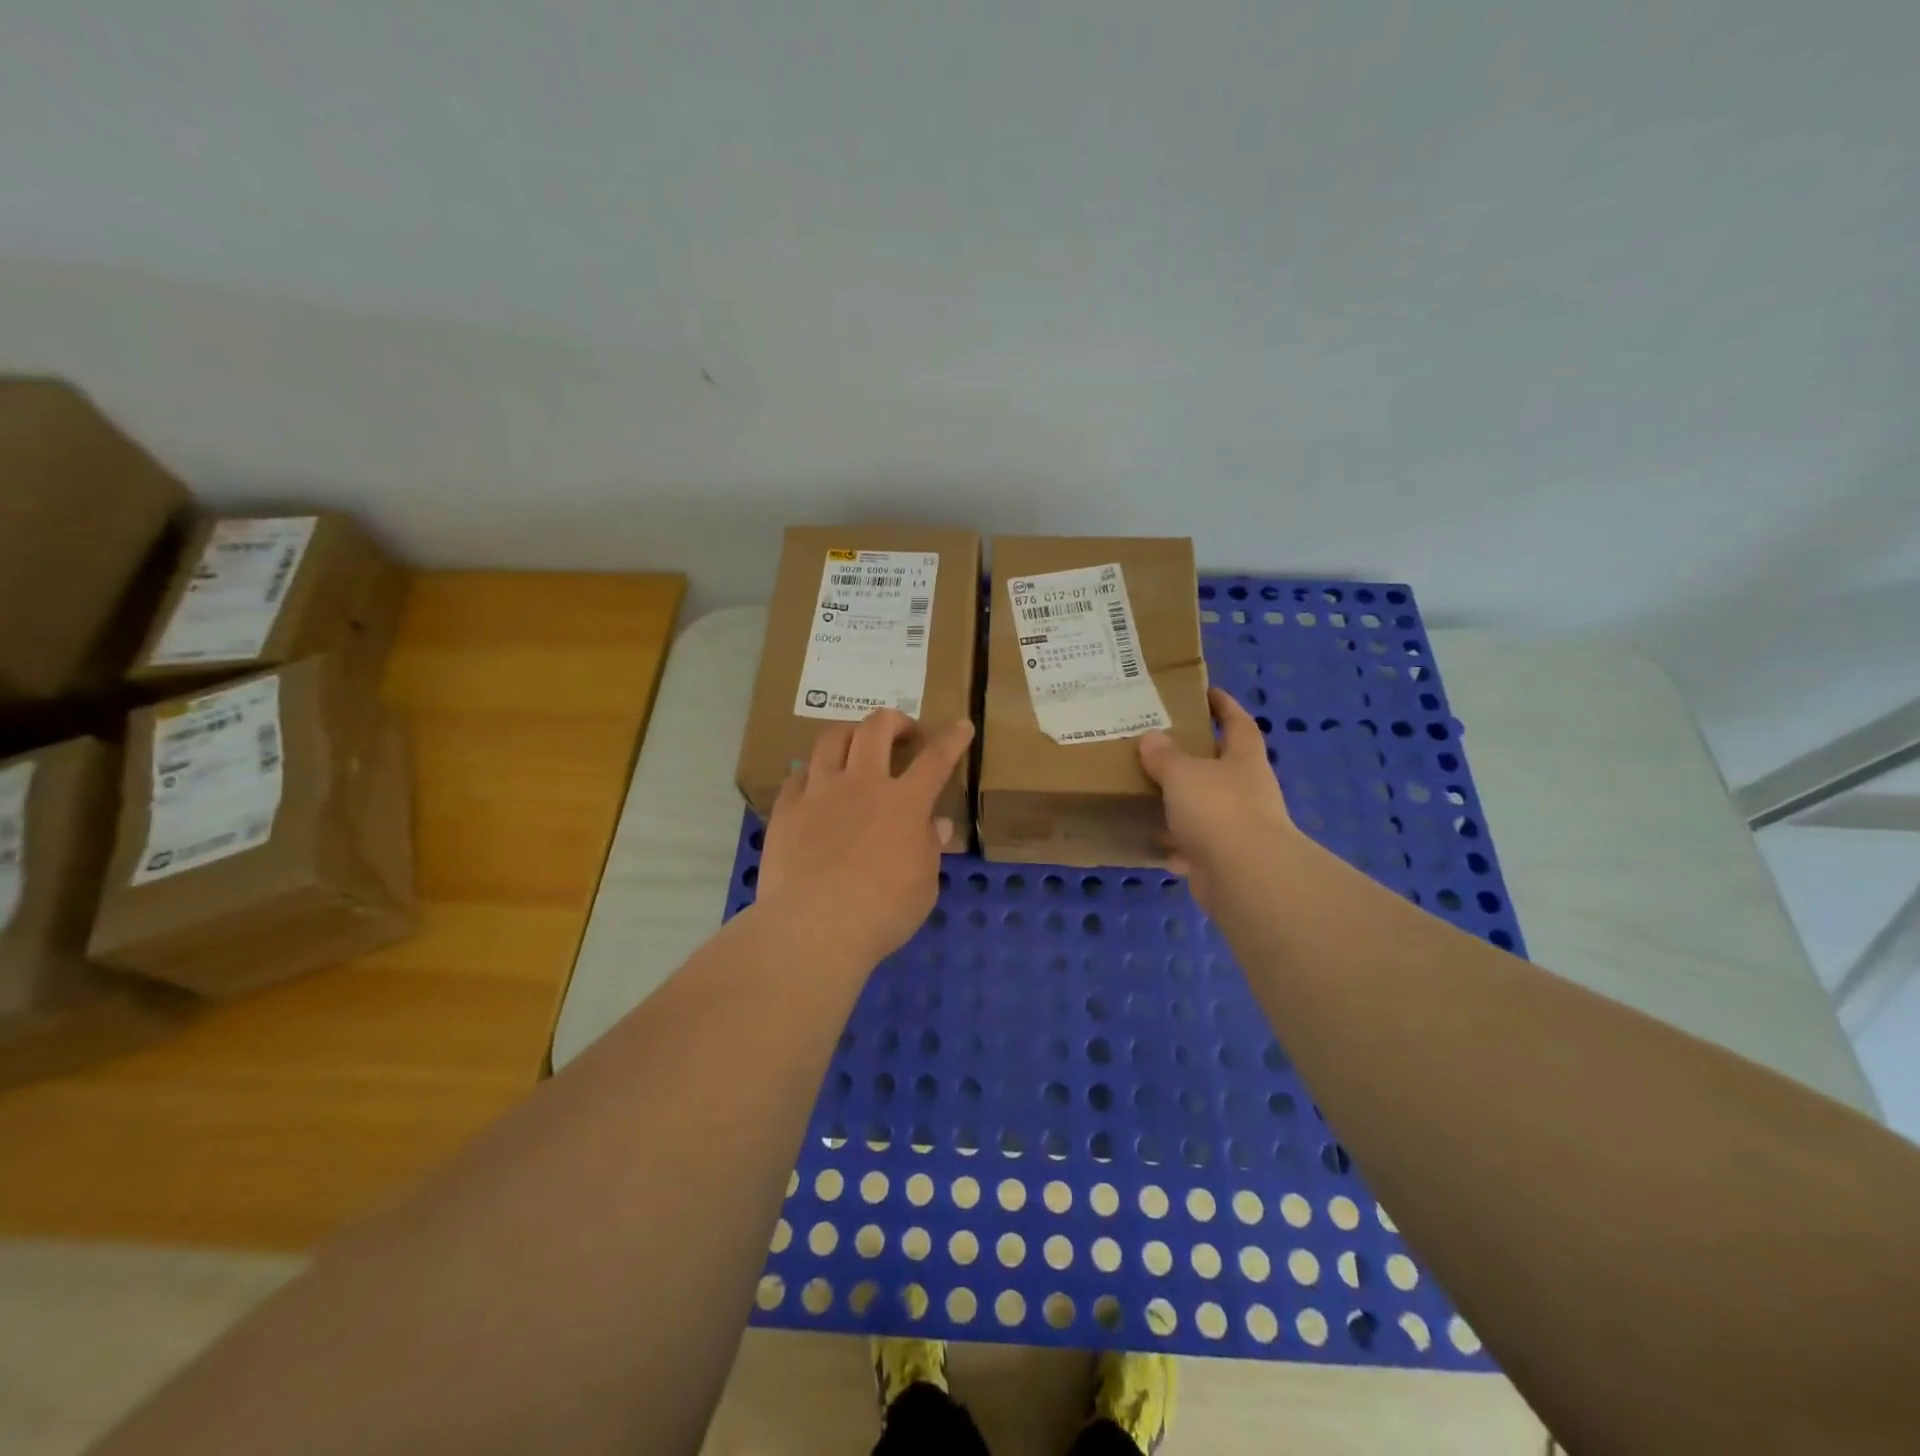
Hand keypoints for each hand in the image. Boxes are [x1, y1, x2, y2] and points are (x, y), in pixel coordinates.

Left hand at [757, 709, 974, 968]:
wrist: (812, 929)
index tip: (962, 726)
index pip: (935, 760)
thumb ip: (929, 849)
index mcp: (904, 803)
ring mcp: (819, 793)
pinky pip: (797, 774)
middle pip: (877, 728)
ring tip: (856, 746)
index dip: (952, 739)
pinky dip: (812, 773)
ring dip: (850, 734)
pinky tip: (816, 786)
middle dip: (895, 721)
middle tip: (902, 733)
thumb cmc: (881, 914)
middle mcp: (862, 785)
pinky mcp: (786, 809)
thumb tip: (936, 824)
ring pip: (832, 739)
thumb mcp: (923, 887)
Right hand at [1139, 687, 1300, 913]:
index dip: (1224, 706)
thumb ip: (1165, 756)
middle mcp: (1247, 791)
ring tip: (1151, 793)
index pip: (1238, 723)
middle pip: (1223, 766)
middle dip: (1198, 757)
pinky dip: (1178, 845)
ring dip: (1185, 803)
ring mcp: (1240, 828)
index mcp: (1244, 760)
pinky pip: (1197, 846)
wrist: (1244, 876)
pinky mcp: (1225, 860)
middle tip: (1164, 745)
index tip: (1208, 692)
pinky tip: (1155, 842)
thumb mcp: (1183, 773)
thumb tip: (1151, 737)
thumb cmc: (1217, 809)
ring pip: (1209, 808)